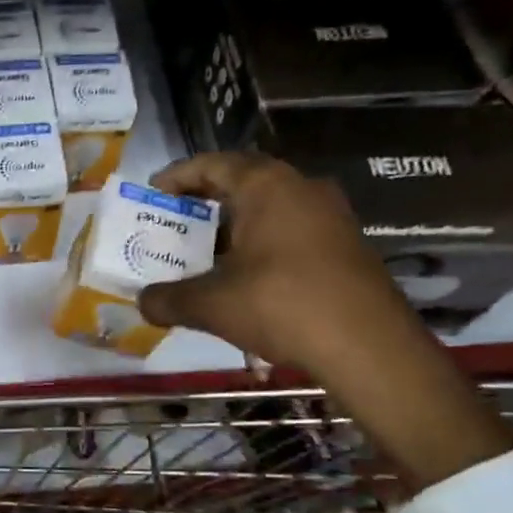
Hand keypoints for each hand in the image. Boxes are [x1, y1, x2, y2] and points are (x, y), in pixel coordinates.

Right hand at [137, 152, 512, 489]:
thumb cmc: (283, 306)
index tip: (153, 193)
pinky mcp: (346, 244)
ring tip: (204, 252)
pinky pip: (291, 230)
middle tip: (174, 222)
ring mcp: (330, 215)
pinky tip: (245, 276)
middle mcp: (300, 188)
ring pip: (269, 208)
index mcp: (266, 186)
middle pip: (242, 182)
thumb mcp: (212, 304)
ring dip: (234, 225)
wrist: (370, 348)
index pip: (212, 164)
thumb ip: (168, 299)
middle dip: (204, 202)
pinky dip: (260, 243)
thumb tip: (141, 303)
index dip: (178, 176)